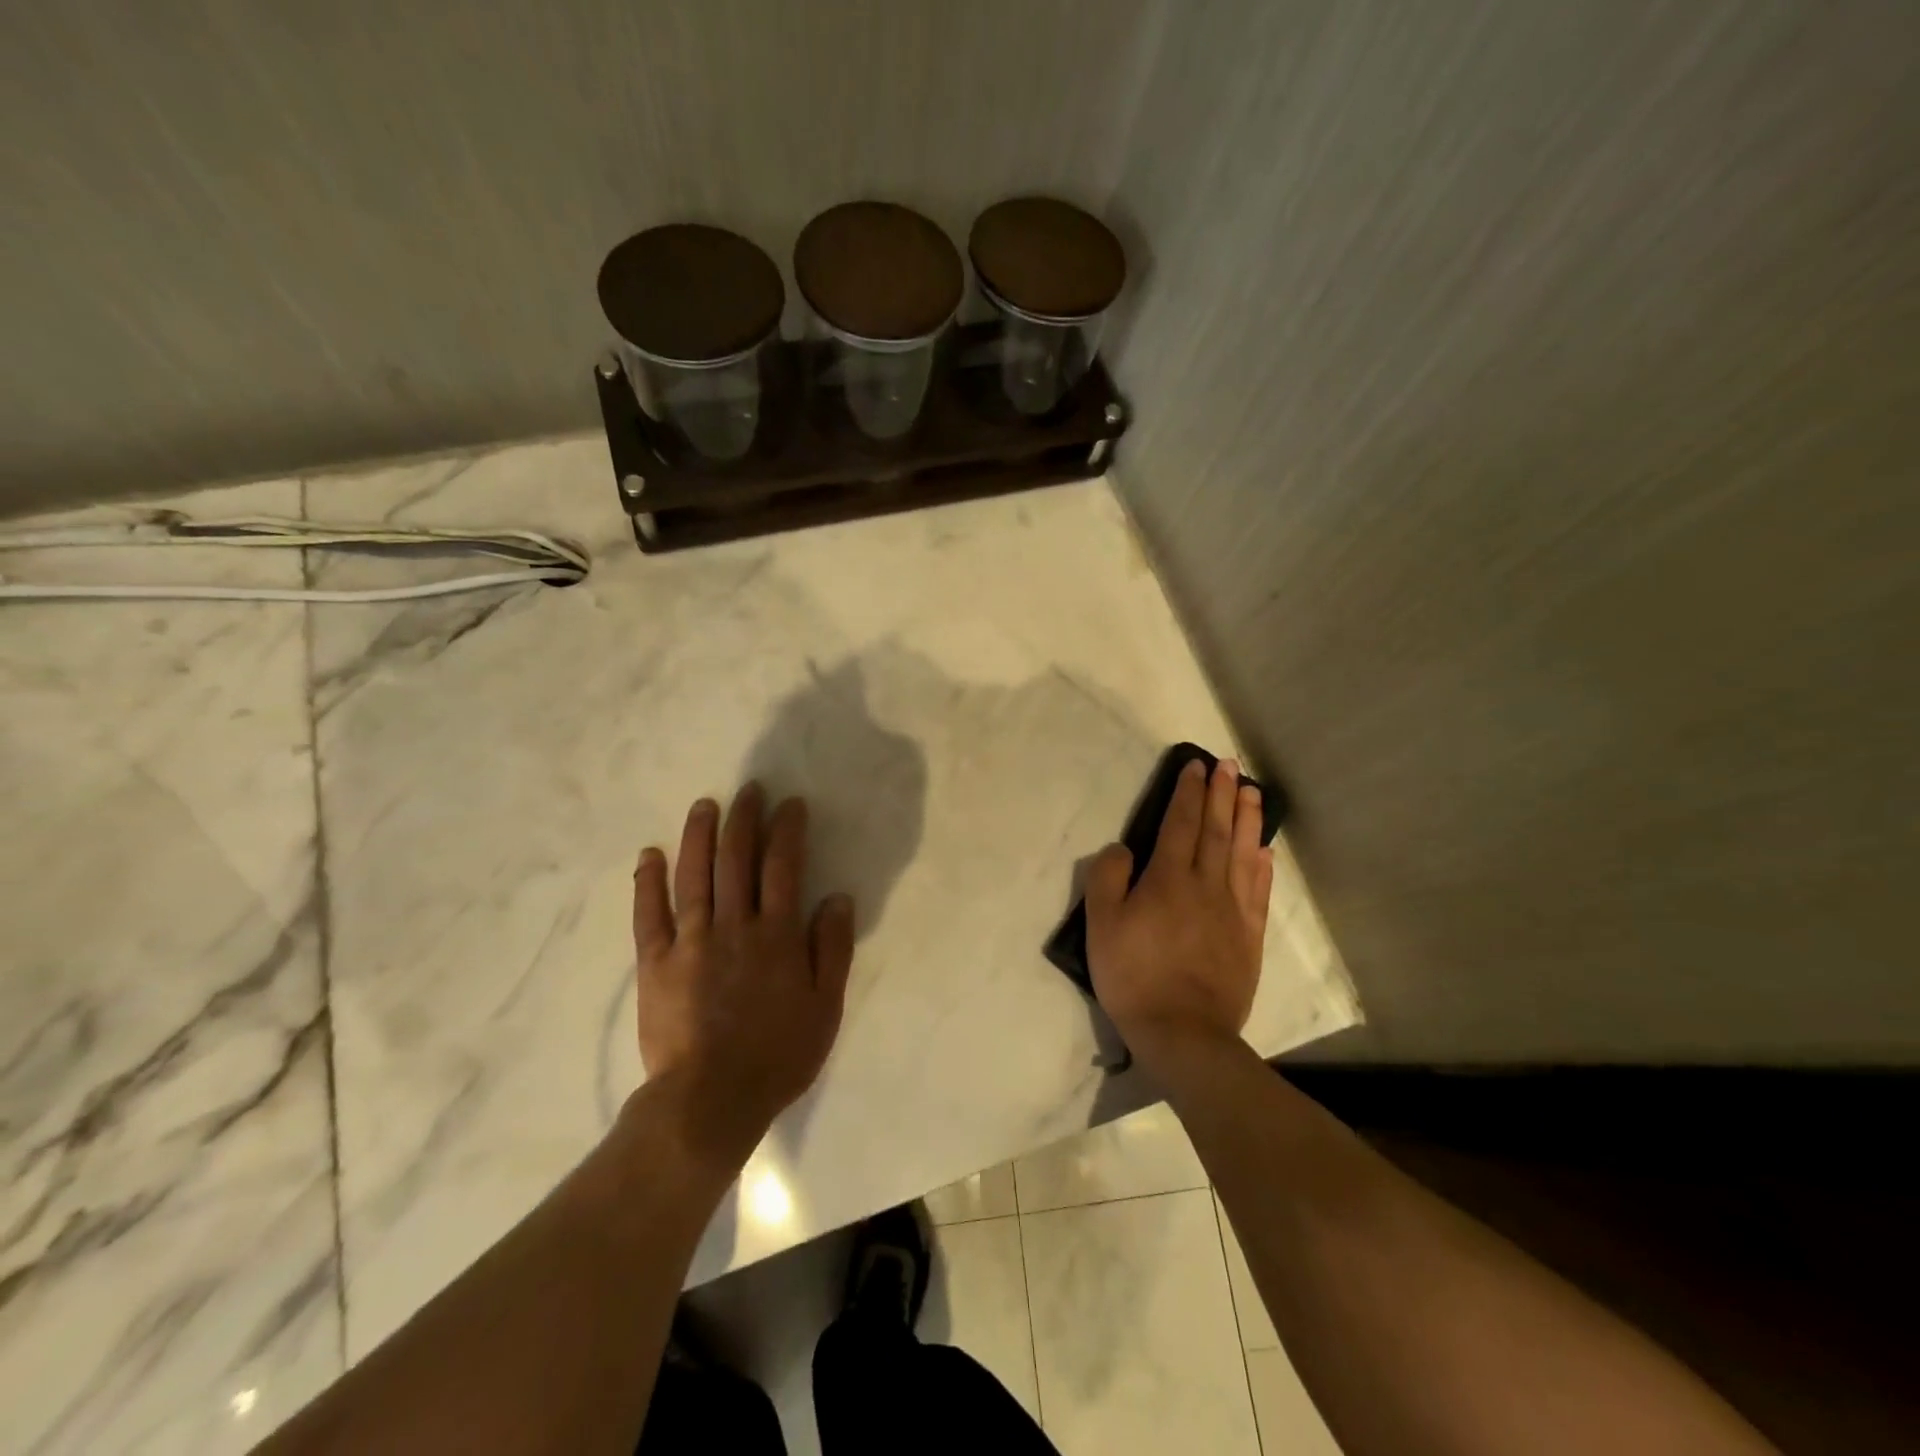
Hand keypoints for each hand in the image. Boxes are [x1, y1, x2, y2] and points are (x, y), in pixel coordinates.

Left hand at [632, 784, 855, 1170]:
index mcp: (777, 936)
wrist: (709, 1101)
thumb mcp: (824, 1007)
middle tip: (749, 790)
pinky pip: (650, 914)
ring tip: (704, 805)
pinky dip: (648, 882)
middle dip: (745, 819)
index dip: (788, 830)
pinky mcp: (655, 963)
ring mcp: (690, 942)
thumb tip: (838, 898)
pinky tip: (650, 855)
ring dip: (699, 836)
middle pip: (738, 860)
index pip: (784, 867)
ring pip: (694, 876)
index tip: (790, 804)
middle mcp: (734, 926)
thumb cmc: (778, 1055)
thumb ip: (832, 949)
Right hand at [1085, 757, 1273, 1069]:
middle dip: (1221, 794)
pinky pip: (1257, 891)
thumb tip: (1123, 849)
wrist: (1183, 1032)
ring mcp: (1232, 910)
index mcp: (1168, 879)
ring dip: (1247, 819)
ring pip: (1242, 853)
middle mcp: (1205, 885)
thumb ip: (1107, 879)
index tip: (1195, 767)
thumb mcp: (1101, 926)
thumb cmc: (1134, 976)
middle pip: (1215, 830)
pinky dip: (1262, 866)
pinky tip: (1264, 850)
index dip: (1187, 793)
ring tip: (1251, 791)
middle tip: (1228, 765)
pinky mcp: (1248, 936)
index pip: (1180, 824)